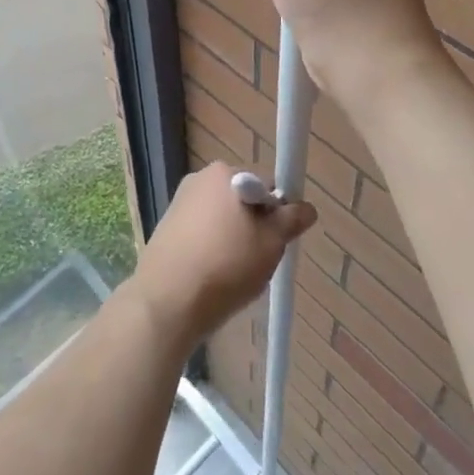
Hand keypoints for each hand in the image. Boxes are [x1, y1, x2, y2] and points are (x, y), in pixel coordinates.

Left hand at [129, 162, 316, 351]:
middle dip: (255, 224)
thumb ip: (291, 221)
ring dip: (233, 237)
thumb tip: (306, 208)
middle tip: (259, 258)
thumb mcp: (271, 243)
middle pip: (243, 198)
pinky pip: (202, 231)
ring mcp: (180, 201)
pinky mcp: (167, 226)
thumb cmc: (226, 265)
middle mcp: (200, 178)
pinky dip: (212, 247)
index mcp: (225, 173)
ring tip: (233, 272)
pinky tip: (212, 274)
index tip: (278, 240)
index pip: (267, 184)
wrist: (168, 301)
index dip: (278, 211)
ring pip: (222, 217)